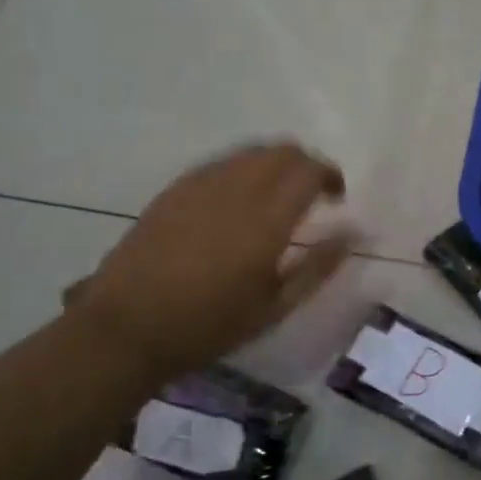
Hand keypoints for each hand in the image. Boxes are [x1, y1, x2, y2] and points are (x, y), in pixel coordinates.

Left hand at [65, 143, 348, 378]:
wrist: (126, 329)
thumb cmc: (209, 325)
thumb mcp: (275, 306)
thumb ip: (319, 266)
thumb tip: (354, 234)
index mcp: (267, 219)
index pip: (309, 170)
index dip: (330, 176)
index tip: (336, 198)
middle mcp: (237, 189)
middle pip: (282, 151)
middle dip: (305, 164)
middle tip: (311, 194)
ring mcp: (201, 185)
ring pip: (251, 152)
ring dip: (274, 164)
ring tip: (276, 196)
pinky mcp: (175, 190)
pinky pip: (221, 163)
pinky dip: (242, 171)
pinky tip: (237, 202)